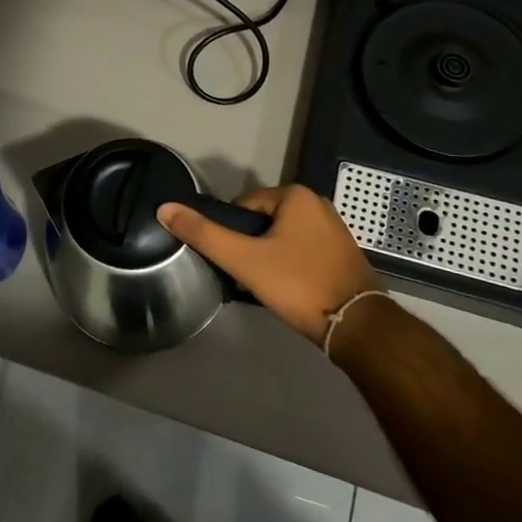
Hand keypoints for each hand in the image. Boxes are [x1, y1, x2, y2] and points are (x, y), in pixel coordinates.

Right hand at [157, 185, 380, 342]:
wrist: (357, 326)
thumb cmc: (298, 284)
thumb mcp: (244, 259)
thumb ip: (204, 234)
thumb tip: (165, 208)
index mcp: (296, 196)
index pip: (244, 205)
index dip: (232, 232)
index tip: (232, 260)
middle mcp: (318, 204)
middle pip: (263, 222)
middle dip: (251, 247)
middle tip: (245, 276)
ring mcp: (333, 230)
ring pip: (282, 239)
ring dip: (268, 259)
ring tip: (263, 287)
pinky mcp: (342, 255)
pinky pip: (302, 252)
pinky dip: (289, 267)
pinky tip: (286, 291)